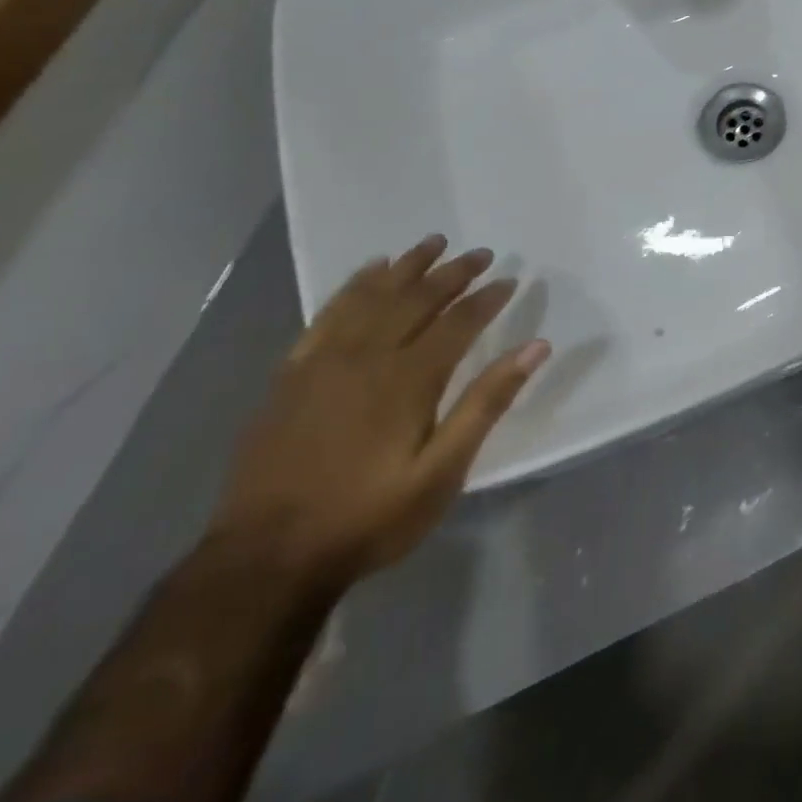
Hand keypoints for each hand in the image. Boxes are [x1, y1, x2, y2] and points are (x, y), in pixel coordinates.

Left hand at [208, 236, 547, 586]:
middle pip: (417, 299)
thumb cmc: (368, 518)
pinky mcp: (292, 373)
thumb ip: (487, 404)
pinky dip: (352, 286)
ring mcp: (324, 362)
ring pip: (373, 296)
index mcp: (409, 380)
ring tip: (432, 243)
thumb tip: (535, 348)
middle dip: (453, 272)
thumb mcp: (442, 472)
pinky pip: (327, 314)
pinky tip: (369, 271)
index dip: (487, 298)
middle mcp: (368, 357)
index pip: (458, 322)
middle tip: (480, 253)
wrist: (265, 559)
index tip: (510, 280)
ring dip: (407, 266)